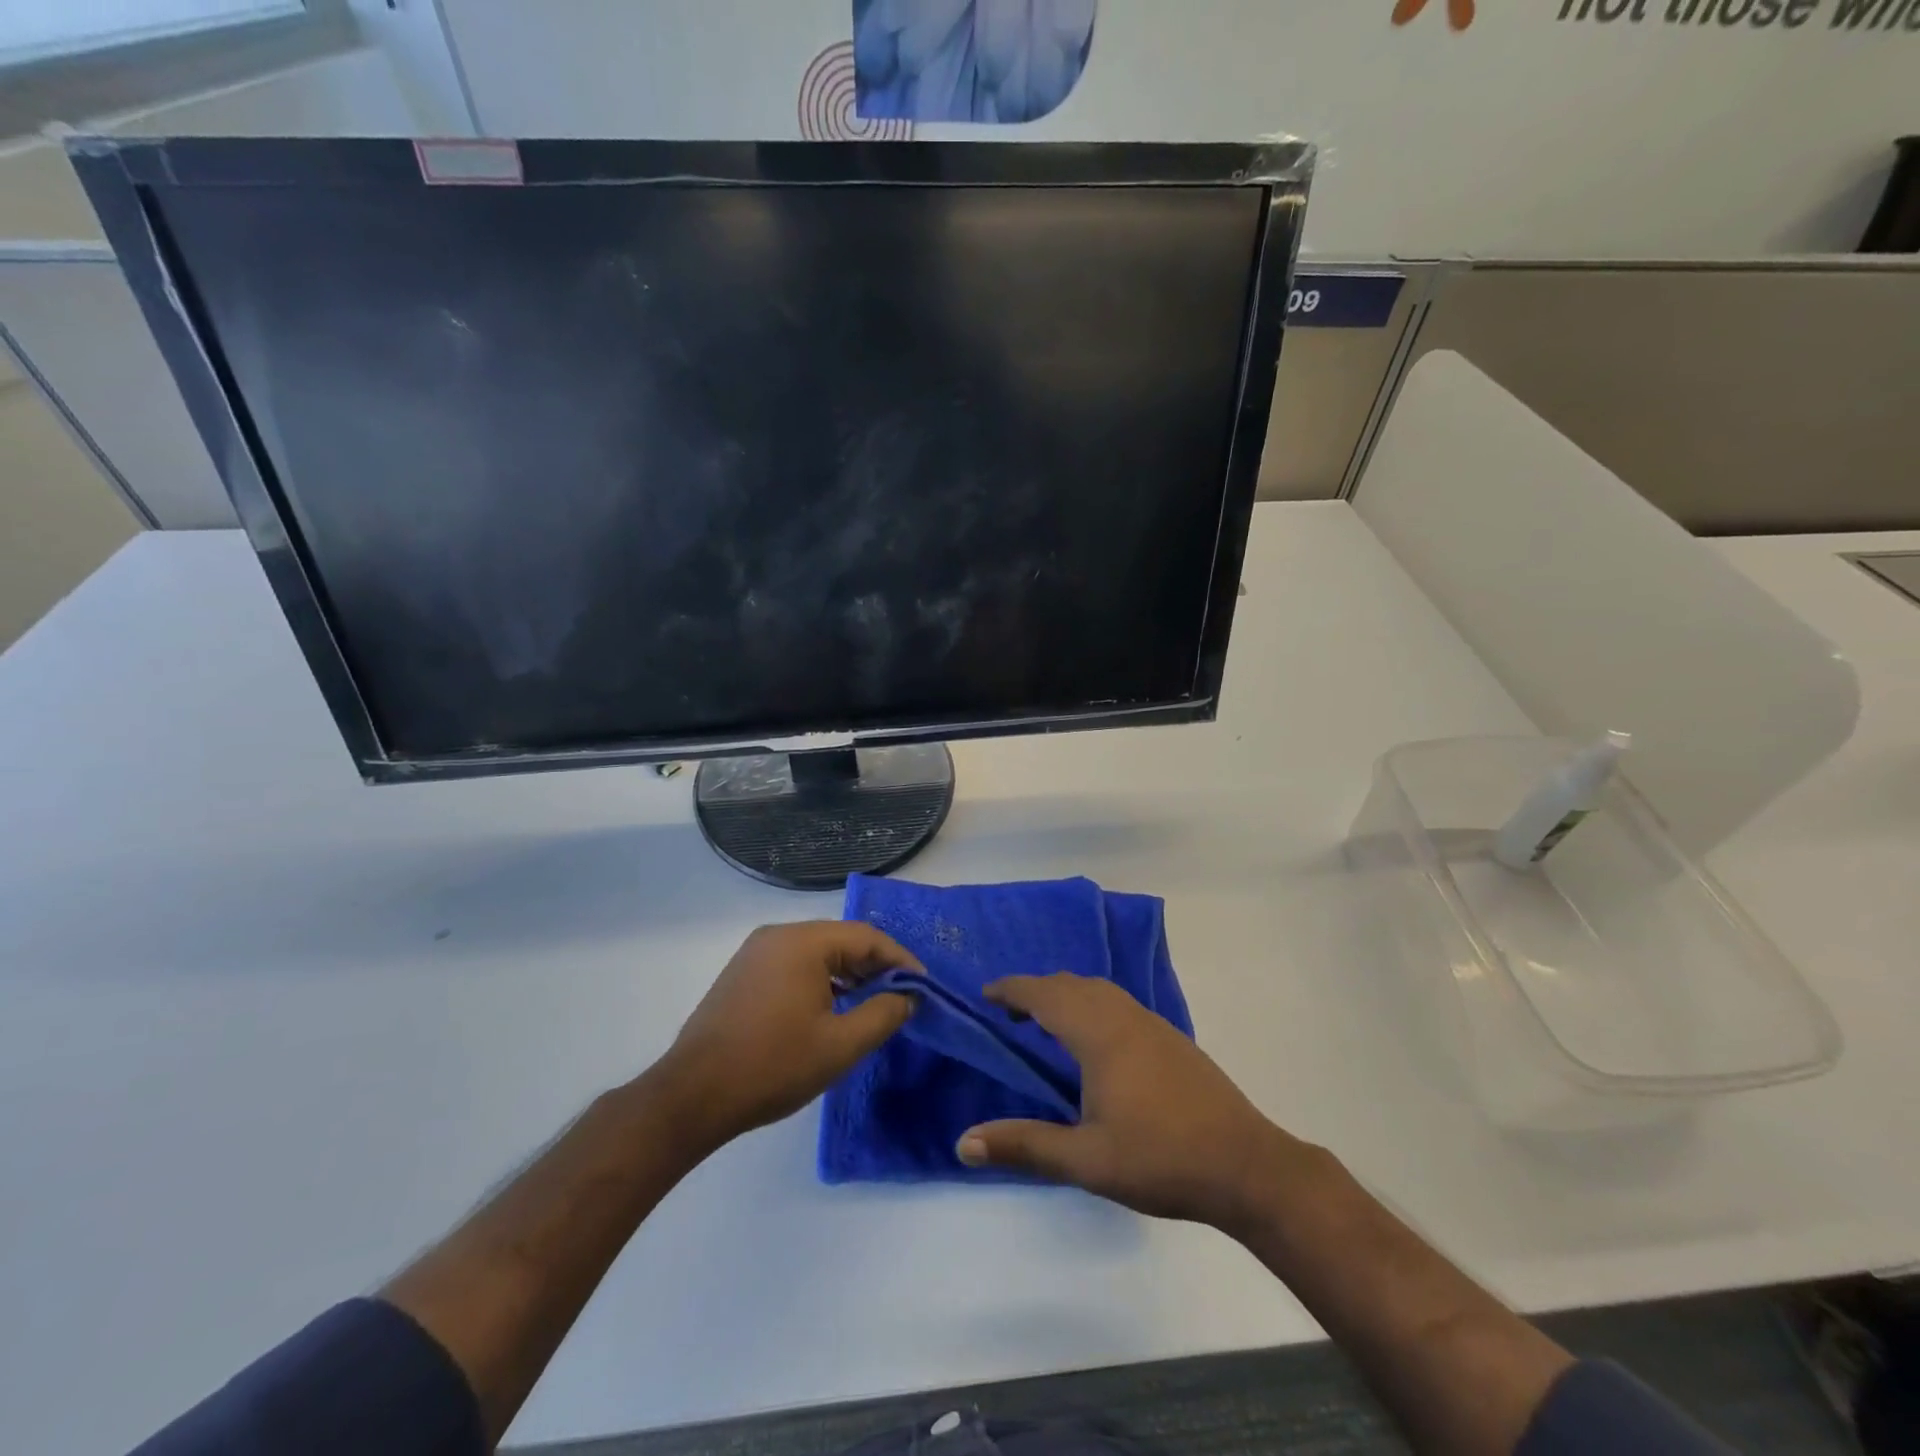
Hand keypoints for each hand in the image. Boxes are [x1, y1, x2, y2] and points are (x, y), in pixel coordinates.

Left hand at [653, 922, 922, 1151]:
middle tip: (901, 996)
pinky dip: (820, 980)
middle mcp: (778, 935)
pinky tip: (830, 1009)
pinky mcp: (742, 973)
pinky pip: (793, 965)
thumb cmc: (772, 1066)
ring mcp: (755, 953)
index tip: (923, 987)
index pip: (866, 937)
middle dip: (875, 966)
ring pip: (817, 953)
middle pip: (841, 940)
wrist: (691, 1096)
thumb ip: (882, 1014)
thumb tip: (907, 996)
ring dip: (848, 974)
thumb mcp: (840, 1045)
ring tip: (871, 1004)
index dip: (900, 960)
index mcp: (803, 942)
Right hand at [955, 973, 1299, 1229]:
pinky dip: (1092, 1004)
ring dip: (1066, 995)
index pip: (1045, 995)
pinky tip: (1095, 1042)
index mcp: (1100, 1035)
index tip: (985, 994)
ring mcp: (1153, 1025)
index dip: (1012, 989)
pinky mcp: (1172, 1039)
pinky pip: (1119, 1003)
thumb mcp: (1086, 1161)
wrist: (1248, 1166)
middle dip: (1036, 990)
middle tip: (1009, 1013)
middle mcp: (1125, 1017)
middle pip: (1071, 985)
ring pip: (1100, 990)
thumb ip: (1025, 1146)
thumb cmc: (1161, 1159)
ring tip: (1046, 1022)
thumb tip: (963, 1143)